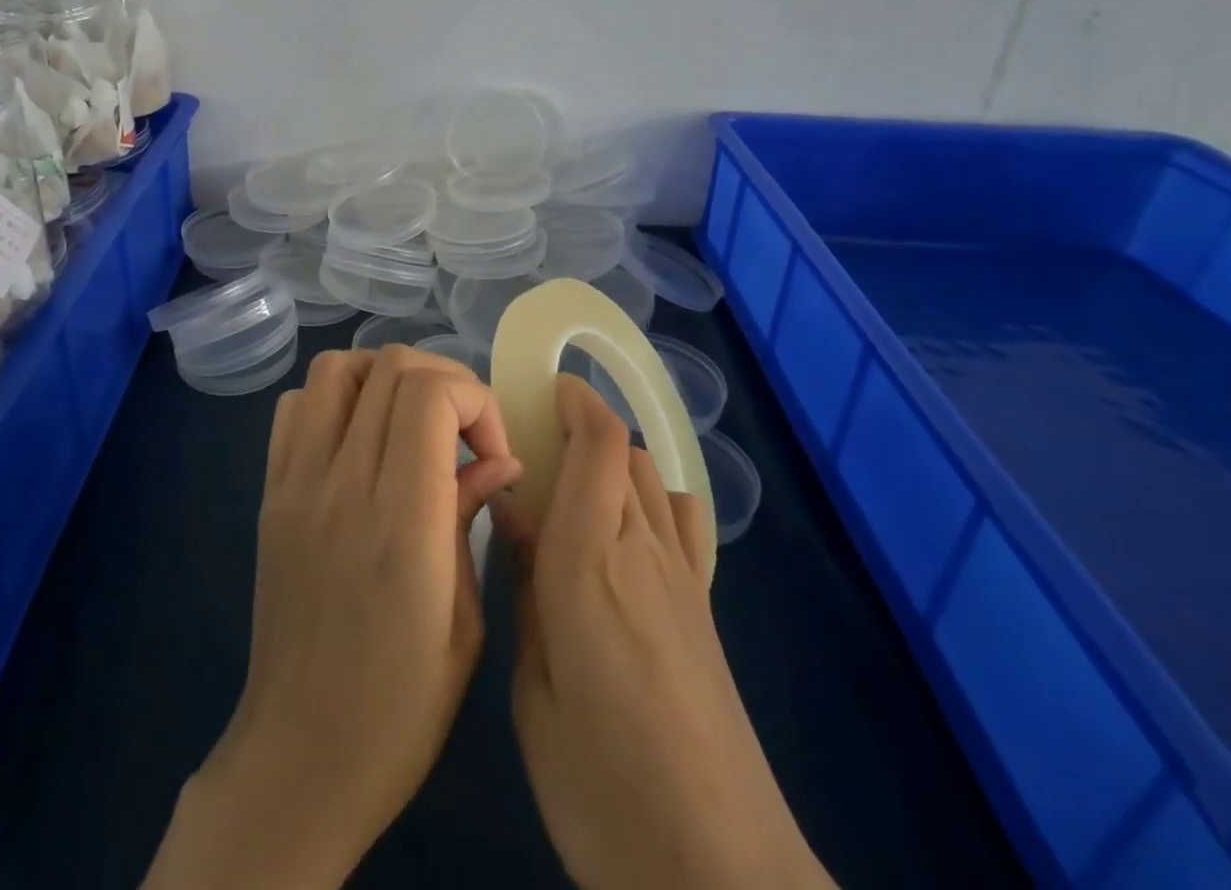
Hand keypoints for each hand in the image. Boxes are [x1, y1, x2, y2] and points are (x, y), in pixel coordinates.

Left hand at [144, 345, 521, 889]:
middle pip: (388, 367)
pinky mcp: (270, 492)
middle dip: (443, 380)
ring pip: (336, 369)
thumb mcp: (464, 623)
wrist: (299, 757)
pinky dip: (335, 398)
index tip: (491, 448)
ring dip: (385, 376)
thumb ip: (471, 518)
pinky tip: (361, 437)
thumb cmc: (400, 707)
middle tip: (461, 431)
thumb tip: (497, 457)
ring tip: (411, 421)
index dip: (474, 399)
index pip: (428, 395)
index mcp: (401, 524)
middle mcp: (342, 487)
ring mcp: (296, 484)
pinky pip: (296, 406)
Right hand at [501, 376, 832, 889]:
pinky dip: (652, 497)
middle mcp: (643, 549)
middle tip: (535, 446)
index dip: (576, 401)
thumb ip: (527, 588)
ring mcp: (684, 577)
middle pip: (626, 451)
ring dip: (615, 459)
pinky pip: (682, 521)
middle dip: (584, 427)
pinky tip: (627, 533)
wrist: (717, 870)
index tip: (544, 388)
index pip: (599, 444)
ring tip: (573, 487)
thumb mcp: (533, 690)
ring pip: (652, 478)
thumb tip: (513, 514)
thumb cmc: (601, 785)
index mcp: (590, 561)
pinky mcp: (706, 607)